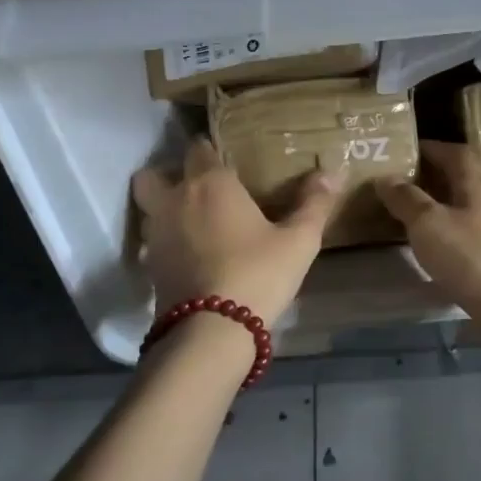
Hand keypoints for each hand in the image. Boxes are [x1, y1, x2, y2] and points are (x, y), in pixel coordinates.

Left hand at [132, 137, 341, 324]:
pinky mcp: (149, 267)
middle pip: (153, 174)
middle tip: (197, 187)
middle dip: (168, 174)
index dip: (209, 148)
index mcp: (210, 184)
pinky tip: (189, 255)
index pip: (198, 148)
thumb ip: (314, 204)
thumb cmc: (257, 273)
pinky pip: (151, 241)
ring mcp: (156, 235)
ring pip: (148, 208)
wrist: (211, 332)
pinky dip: (165, 242)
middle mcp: (174, 201)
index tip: (225, 156)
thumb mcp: (298, 240)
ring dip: (164, 209)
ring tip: (192, 221)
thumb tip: (331, 173)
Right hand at [377, 142, 480, 318]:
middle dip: (433, 179)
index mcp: (477, 186)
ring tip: (409, 216)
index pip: (456, 154)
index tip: (408, 150)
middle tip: (401, 183)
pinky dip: (447, 236)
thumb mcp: (429, 224)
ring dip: (439, 209)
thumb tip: (385, 177)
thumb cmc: (472, 257)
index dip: (433, 148)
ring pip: (464, 211)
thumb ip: (406, 199)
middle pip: (461, 182)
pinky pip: (468, 238)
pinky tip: (432, 250)